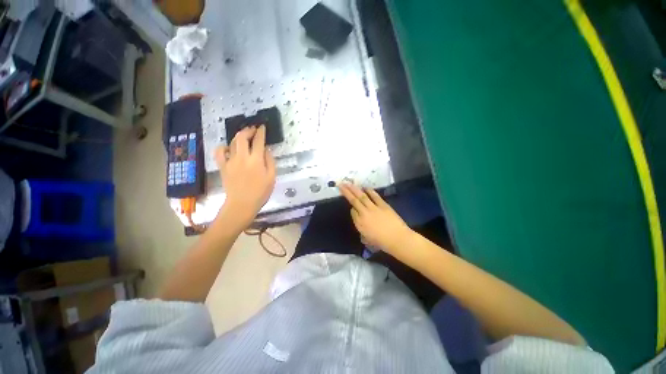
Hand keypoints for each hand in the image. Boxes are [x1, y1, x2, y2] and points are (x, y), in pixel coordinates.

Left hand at [216, 125, 275, 226]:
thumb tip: (266, 149)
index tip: (263, 127)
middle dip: (248, 130)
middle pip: (242, 137)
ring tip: (244, 136)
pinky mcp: (223, 166)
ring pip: (232, 142)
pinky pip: (219, 152)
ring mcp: (230, 161)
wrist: (242, 204)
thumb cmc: (261, 192)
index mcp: (256, 160)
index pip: (259, 141)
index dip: (261, 132)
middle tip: (253, 129)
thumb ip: (270, 161)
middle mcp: (242, 157)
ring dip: (238, 136)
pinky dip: (223, 147)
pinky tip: (228, 148)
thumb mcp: (272, 177)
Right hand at [338, 183, 415, 262]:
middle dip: (346, 192)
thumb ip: (362, 231)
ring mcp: (373, 208)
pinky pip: (375, 196)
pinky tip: (365, 187)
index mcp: (359, 223)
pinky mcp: (383, 205)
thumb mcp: (367, 240)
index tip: (353, 207)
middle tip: (341, 184)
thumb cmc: (382, 243)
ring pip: (361, 196)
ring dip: (354, 189)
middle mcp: (364, 213)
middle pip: (353, 201)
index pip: (352, 212)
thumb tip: (361, 224)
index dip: (352, 208)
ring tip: (348, 183)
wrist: (398, 239)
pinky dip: (370, 191)